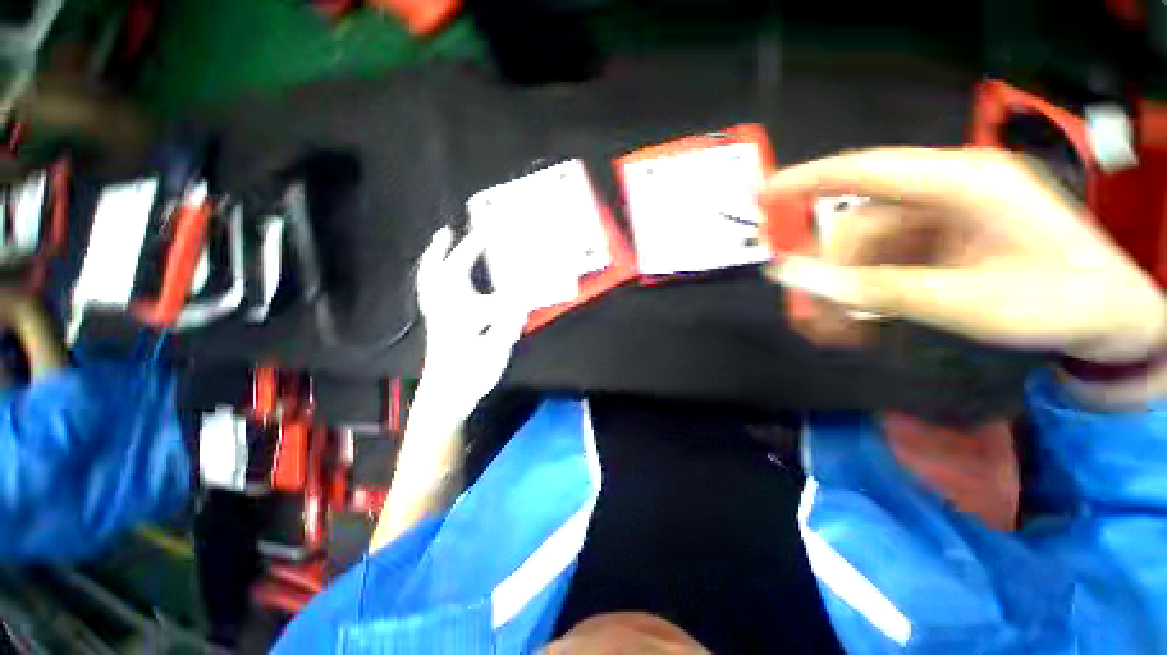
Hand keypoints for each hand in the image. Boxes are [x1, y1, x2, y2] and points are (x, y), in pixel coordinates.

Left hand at [415, 226, 531, 416]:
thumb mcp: (496, 350)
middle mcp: (442, 308)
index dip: (474, 249)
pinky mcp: (437, 325)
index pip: (463, 271)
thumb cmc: (471, 374)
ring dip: (432, 261)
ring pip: (429, 282)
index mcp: (456, 310)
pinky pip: (430, 293)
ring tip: (441, 245)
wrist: (446, 398)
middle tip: (448, 231)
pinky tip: (444, 279)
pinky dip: (433, 279)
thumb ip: (508, 323)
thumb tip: (522, 299)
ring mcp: (436, 316)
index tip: (486, 231)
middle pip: (436, 272)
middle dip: (441, 250)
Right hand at [762, 147, 1166, 365]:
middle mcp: (948, 190)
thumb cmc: (1058, 303)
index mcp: (966, 182)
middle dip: (831, 272)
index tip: (760, 193)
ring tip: (838, 332)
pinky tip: (861, 320)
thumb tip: (795, 279)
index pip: (867, 170)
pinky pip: (886, 259)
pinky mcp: (943, 238)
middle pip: (860, 224)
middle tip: (812, 316)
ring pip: (867, 247)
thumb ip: (877, 290)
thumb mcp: (968, 302)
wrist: (1110, 320)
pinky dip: (866, 291)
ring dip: (845, 289)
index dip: (806, 179)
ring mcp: (945, 215)